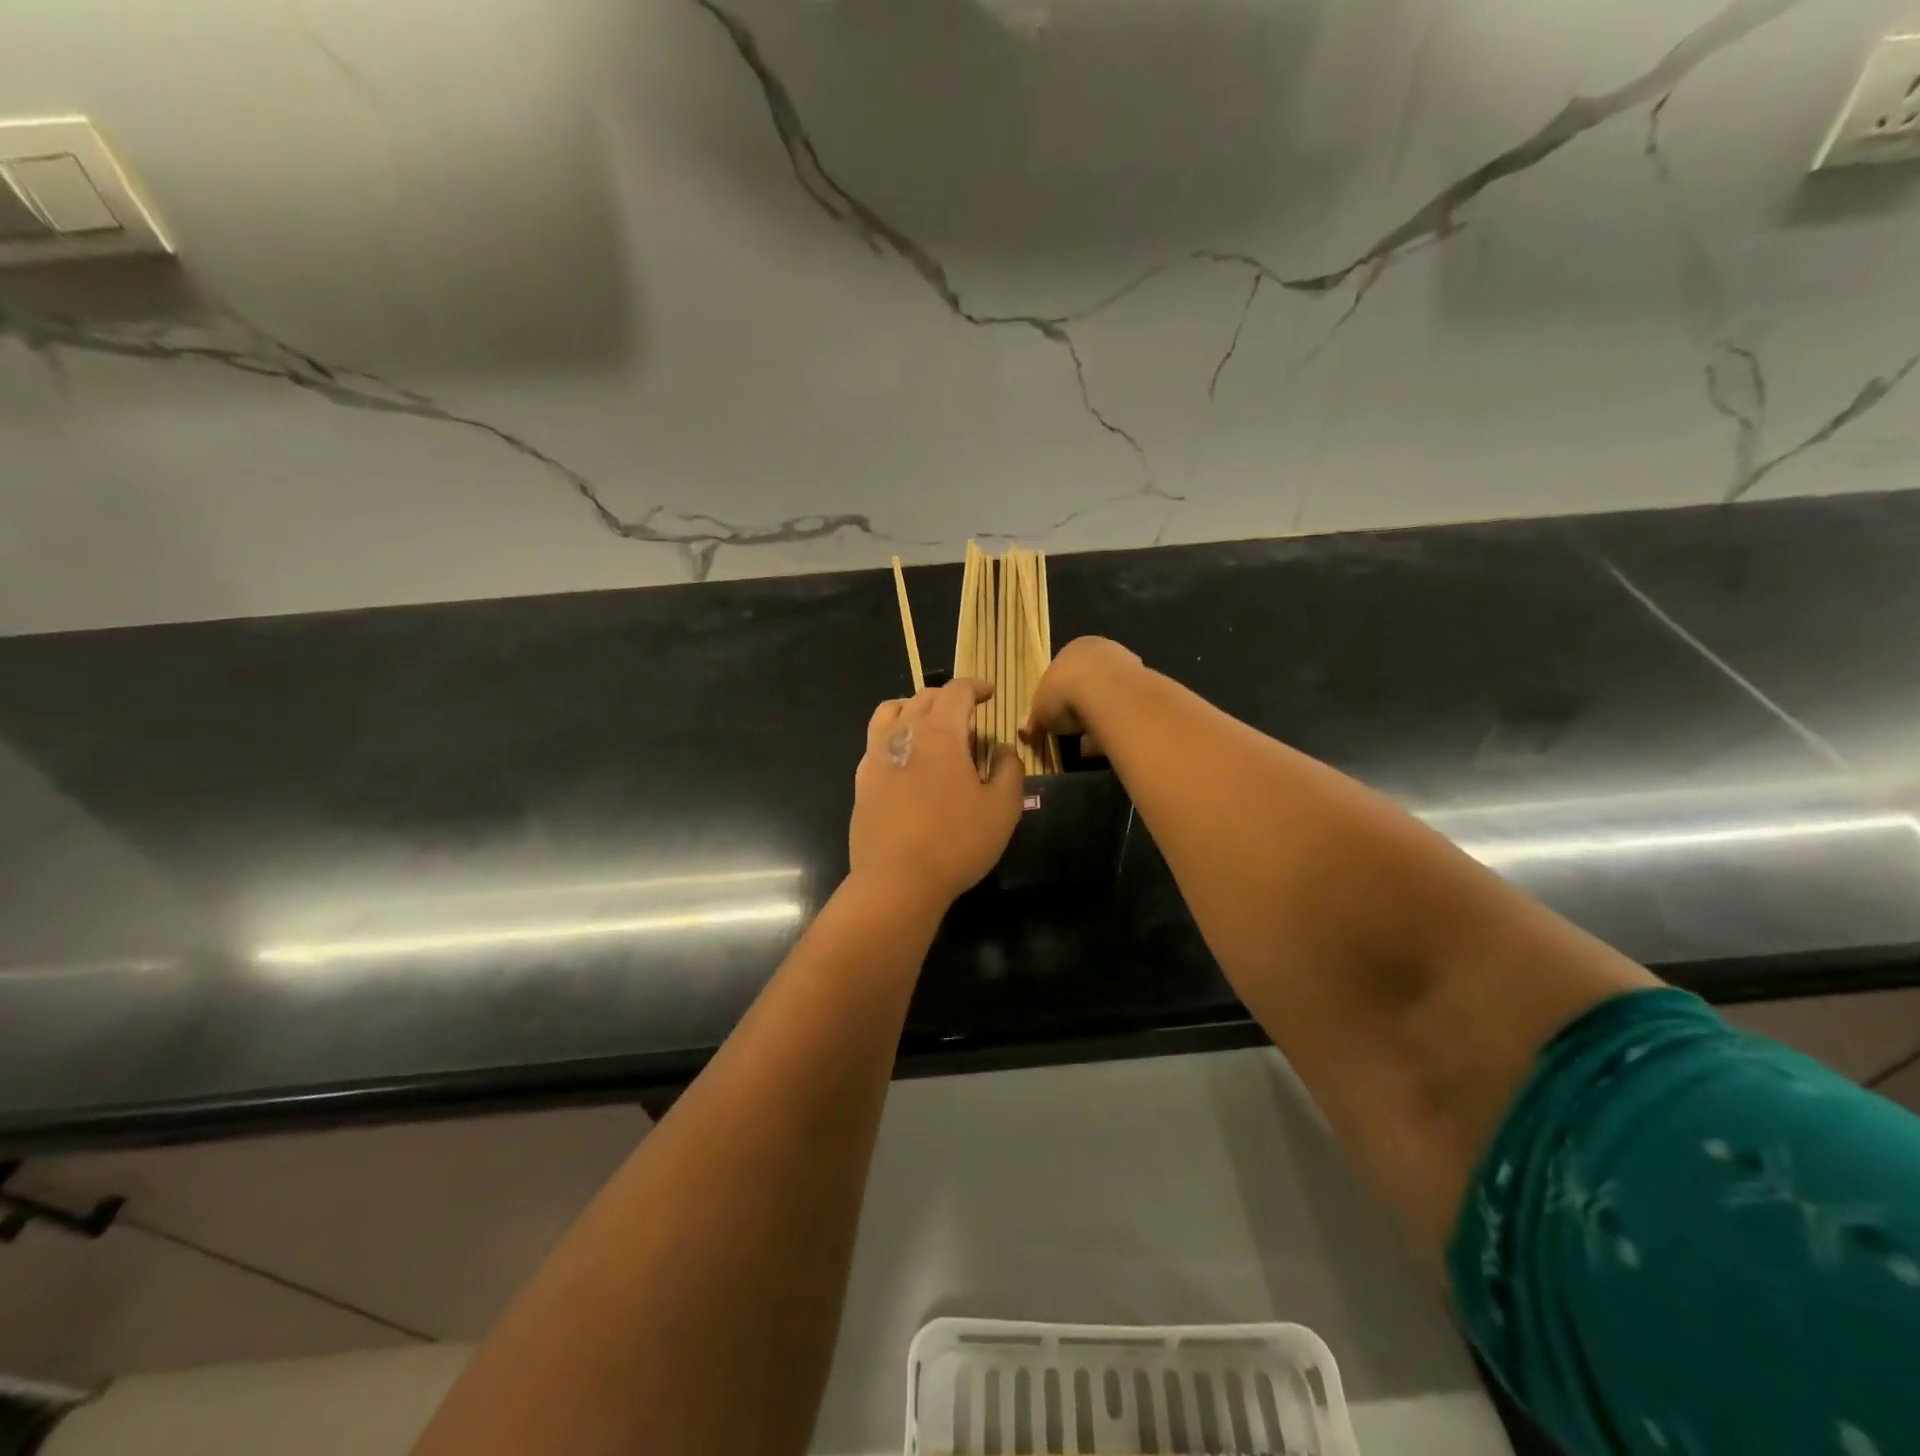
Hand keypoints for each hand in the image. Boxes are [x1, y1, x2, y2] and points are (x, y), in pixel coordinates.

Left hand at [850, 679, 1023, 907]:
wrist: (897, 881)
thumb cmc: (957, 842)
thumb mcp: (1002, 808)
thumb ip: (1009, 769)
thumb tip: (1002, 749)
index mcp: (940, 733)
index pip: (957, 691)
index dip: (976, 686)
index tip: (990, 694)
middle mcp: (904, 733)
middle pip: (924, 697)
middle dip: (949, 697)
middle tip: (969, 714)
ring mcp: (876, 756)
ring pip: (892, 711)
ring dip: (915, 707)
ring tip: (931, 724)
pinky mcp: (862, 780)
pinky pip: (876, 740)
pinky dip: (894, 733)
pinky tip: (906, 757)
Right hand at [1023, 636, 1142, 751]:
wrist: (1107, 693)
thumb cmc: (1064, 692)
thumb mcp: (1040, 709)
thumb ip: (1034, 720)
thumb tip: (1025, 732)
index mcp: (1074, 648)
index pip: (1064, 672)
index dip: (1058, 698)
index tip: (1056, 720)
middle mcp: (1103, 651)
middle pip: (1090, 683)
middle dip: (1082, 709)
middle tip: (1074, 733)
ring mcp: (1129, 665)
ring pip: (1111, 697)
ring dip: (1101, 719)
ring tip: (1090, 746)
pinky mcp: (1147, 685)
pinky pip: (1127, 709)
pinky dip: (1117, 726)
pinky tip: (1109, 744)